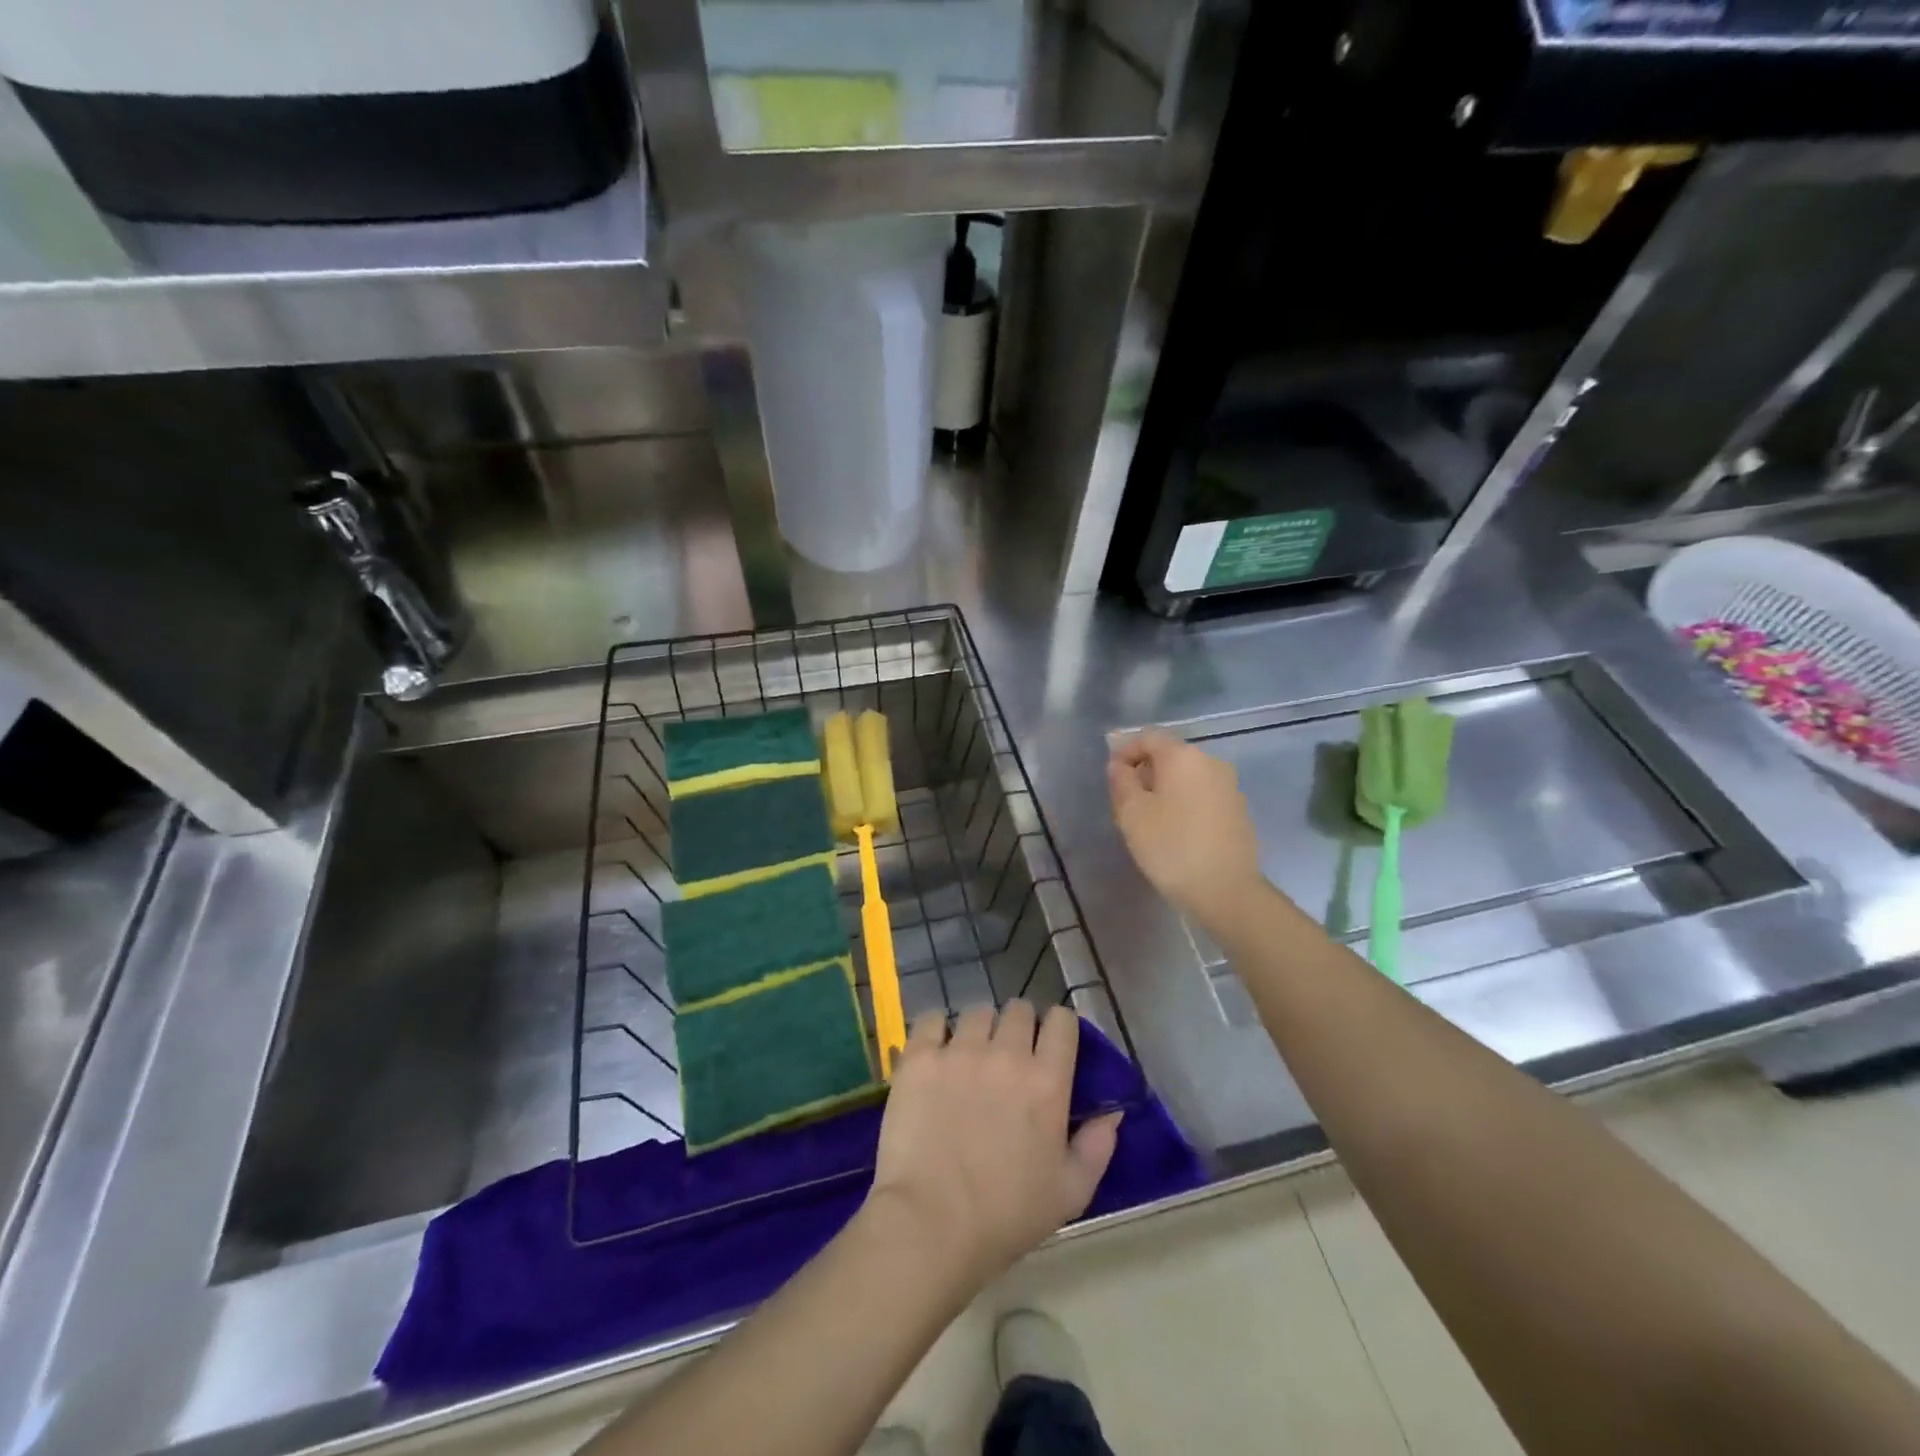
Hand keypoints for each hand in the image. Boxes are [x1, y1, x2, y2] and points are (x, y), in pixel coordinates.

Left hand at [866, 1002, 1120, 1286]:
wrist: (931, 1225)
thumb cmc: (1006, 1216)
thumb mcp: (1070, 1193)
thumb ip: (1097, 1146)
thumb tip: (1112, 1111)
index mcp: (1047, 1081)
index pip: (1062, 1021)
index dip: (1058, 1028)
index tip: (1050, 1045)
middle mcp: (1006, 1053)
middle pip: (1018, 1009)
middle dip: (1019, 1026)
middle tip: (1009, 1055)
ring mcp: (960, 1051)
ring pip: (977, 1012)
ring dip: (979, 1029)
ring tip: (970, 1057)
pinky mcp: (920, 1057)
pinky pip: (932, 1019)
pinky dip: (937, 1030)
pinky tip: (936, 1053)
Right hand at [1108, 730, 1264, 929]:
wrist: (1227, 891)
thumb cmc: (1171, 847)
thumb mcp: (1132, 814)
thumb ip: (1121, 781)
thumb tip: (1119, 764)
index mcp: (1183, 756)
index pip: (1148, 737)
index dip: (1125, 751)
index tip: (1112, 778)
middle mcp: (1210, 762)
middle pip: (1170, 755)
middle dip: (1145, 772)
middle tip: (1127, 802)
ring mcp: (1229, 786)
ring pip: (1187, 776)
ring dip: (1165, 789)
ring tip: (1150, 820)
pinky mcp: (1238, 810)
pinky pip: (1203, 795)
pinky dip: (1185, 803)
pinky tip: (1177, 832)